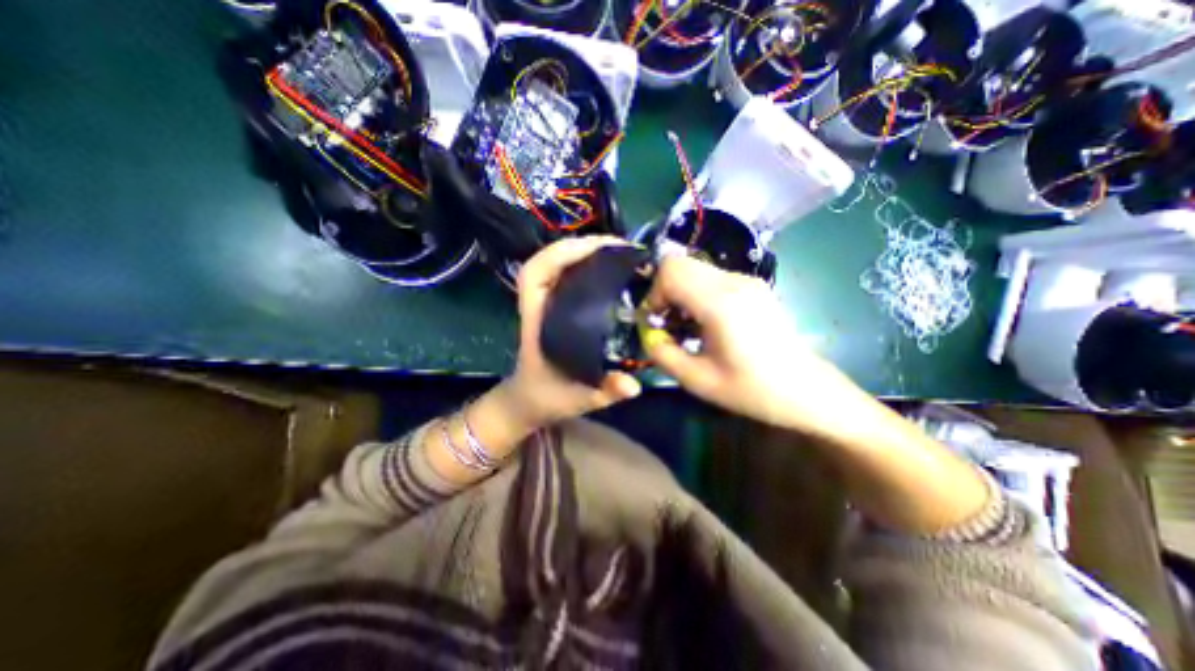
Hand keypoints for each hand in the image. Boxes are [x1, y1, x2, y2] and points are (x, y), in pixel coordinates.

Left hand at [501, 236, 639, 423]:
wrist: (529, 401)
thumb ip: (606, 391)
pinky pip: (567, 276)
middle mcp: (539, 305)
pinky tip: (609, 268)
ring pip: (557, 265)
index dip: (561, 254)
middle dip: (581, 246)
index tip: (598, 249)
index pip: (535, 274)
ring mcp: (546, 303)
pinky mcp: (555, 307)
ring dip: (585, 252)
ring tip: (618, 252)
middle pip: (547, 261)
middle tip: (621, 247)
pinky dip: (585, 265)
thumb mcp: (579, 398)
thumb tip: (635, 385)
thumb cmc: (547, 397)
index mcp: (536, 320)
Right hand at [645, 255, 870, 437]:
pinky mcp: (753, 286)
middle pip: (680, 263)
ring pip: (695, 268)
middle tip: (667, 321)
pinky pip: (711, 277)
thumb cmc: (751, 389)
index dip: (654, 294)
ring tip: (686, 325)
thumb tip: (649, 335)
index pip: (671, 271)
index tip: (657, 322)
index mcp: (720, 303)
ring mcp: (747, 280)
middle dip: (664, 291)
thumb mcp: (697, 380)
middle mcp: (734, 281)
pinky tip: (705, 322)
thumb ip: (662, 354)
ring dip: (680, 292)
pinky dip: (697, 293)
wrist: (805, 390)